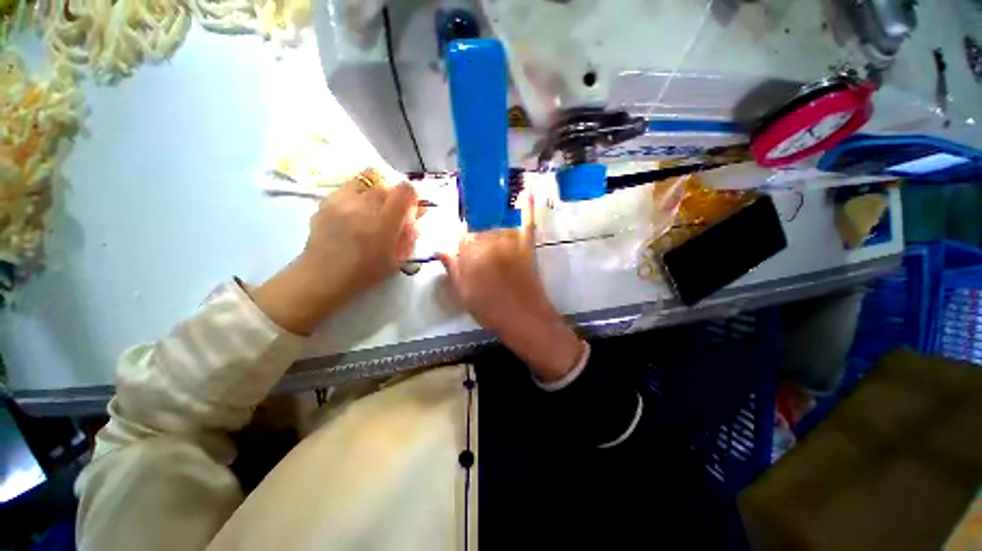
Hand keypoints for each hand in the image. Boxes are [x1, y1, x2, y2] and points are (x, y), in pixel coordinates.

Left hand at [252, 175, 418, 334]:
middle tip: (392, 213)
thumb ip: (410, 235)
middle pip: (387, 184)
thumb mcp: (399, 259)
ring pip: (365, 180)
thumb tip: (415, 217)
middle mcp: (364, 203)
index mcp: (385, 219)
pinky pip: (347, 188)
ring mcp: (342, 199)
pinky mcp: (326, 201)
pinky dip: (357, 195)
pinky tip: (354, 213)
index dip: (412, 196)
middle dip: (394, 196)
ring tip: (372, 208)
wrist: (324, 276)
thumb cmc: (366, 272)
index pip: (405, 190)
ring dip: (375, 191)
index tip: (411, 209)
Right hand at [437, 198, 583, 381]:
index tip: (462, 251)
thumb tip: (439, 250)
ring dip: (492, 225)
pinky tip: (527, 193)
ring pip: (497, 225)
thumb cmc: (490, 310)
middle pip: (479, 230)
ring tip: (491, 238)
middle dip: (475, 237)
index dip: (461, 244)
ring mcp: (510, 244)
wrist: (524, 319)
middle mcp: (489, 243)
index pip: (461, 238)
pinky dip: (527, 209)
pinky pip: (527, 225)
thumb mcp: (464, 293)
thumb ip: (452, 268)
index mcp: (471, 255)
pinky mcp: (526, 247)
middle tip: (478, 255)